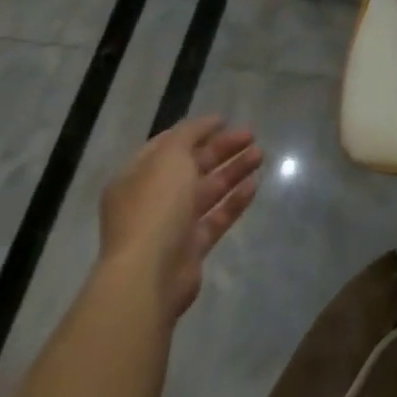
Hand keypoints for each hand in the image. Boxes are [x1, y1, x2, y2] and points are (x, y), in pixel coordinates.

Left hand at [98, 115, 261, 318]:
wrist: (149, 276)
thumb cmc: (155, 207)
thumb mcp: (169, 156)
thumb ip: (189, 134)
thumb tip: (208, 122)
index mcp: (137, 177)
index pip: (167, 146)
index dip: (196, 131)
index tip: (225, 120)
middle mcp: (151, 199)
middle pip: (191, 167)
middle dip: (221, 149)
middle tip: (251, 135)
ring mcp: (171, 226)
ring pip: (207, 191)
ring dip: (233, 171)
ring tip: (260, 154)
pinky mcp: (191, 248)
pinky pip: (216, 218)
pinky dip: (234, 200)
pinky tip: (255, 184)